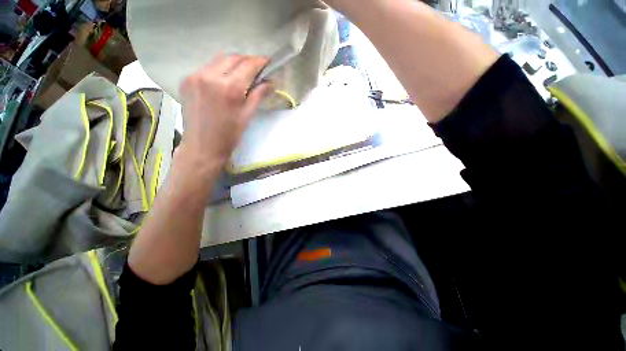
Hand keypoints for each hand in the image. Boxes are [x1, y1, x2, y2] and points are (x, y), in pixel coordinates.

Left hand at [179, 54, 270, 168]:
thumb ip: (258, 95)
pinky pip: (207, 68)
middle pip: (233, 58)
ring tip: (242, 74)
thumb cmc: (229, 135)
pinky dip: (219, 70)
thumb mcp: (247, 116)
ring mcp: (195, 76)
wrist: (202, 146)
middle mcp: (210, 76)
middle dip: (247, 60)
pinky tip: (224, 81)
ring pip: (219, 60)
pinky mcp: (187, 80)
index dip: (260, 61)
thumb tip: (270, 82)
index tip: (268, 62)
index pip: (248, 65)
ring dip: (233, 63)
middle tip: (256, 69)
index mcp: (229, 88)